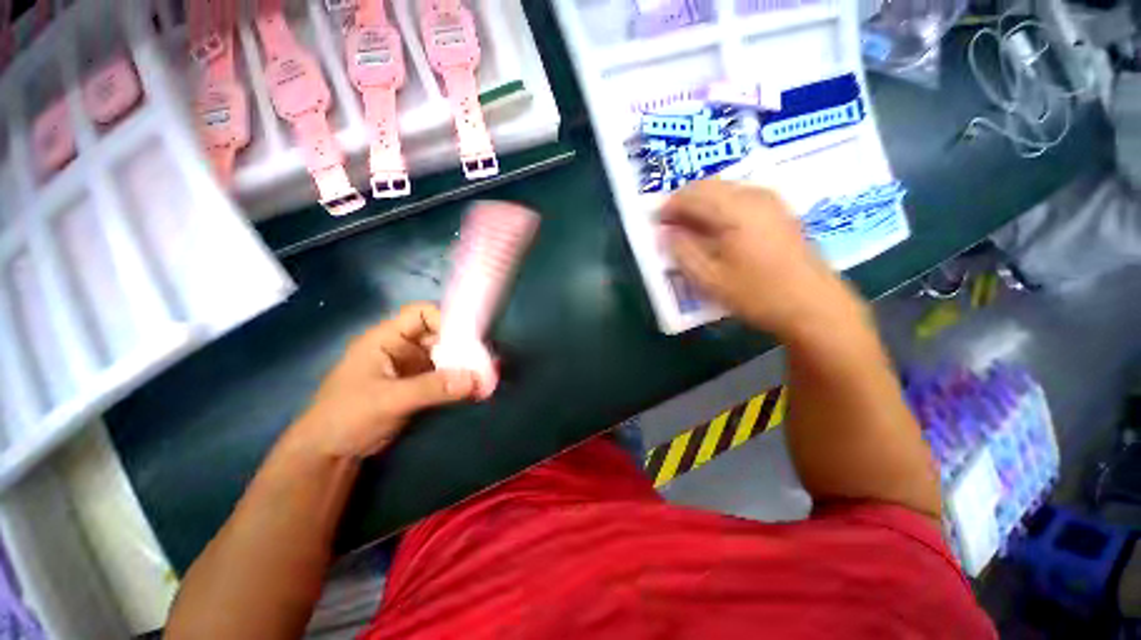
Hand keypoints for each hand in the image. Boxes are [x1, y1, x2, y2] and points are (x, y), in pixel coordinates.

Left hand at [291, 303, 476, 459]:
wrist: (329, 453)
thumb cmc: (347, 416)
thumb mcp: (388, 400)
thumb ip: (432, 388)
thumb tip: (476, 379)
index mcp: (386, 339)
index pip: (421, 313)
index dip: (445, 319)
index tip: (469, 337)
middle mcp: (402, 348)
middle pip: (439, 335)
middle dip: (463, 345)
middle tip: (485, 360)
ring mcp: (411, 367)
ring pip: (445, 356)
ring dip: (464, 364)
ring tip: (486, 376)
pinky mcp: (418, 385)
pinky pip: (444, 376)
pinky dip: (459, 380)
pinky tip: (475, 388)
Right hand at [660, 181, 859, 338]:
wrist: (813, 305)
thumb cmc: (758, 294)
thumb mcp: (710, 279)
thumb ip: (682, 251)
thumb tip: (665, 233)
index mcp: (735, 210)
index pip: (691, 195)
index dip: (668, 207)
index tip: (655, 223)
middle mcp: (753, 196)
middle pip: (708, 185)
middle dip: (683, 202)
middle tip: (669, 226)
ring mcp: (770, 200)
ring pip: (724, 189)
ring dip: (701, 204)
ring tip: (689, 229)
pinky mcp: (778, 210)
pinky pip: (739, 197)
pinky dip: (719, 207)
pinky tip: (715, 230)